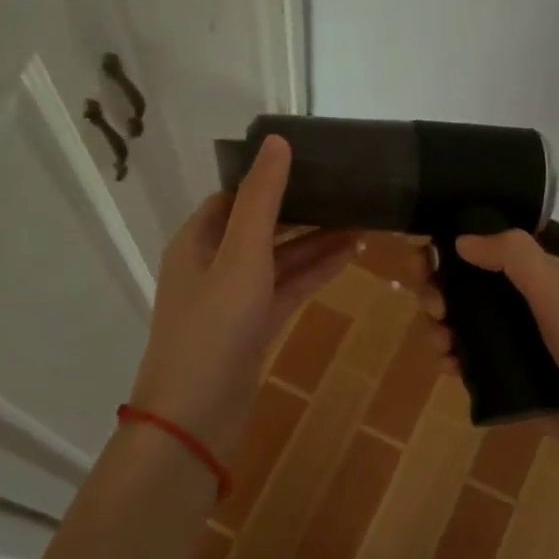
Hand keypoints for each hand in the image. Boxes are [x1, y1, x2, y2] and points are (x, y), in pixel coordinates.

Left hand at [130, 135, 357, 460]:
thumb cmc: (213, 327)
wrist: (196, 417)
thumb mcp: (241, 255)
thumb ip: (262, 200)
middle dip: (303, 209)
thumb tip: (277, 140)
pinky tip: (350, 257)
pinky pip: (287, 288)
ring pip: (279, 258)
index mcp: (197, 240)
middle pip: (261, 225)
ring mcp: (234, 298)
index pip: (236, 195)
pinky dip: (314, 272)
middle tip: (349, 191)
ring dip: (315, 241)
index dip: (271, 177)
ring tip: (362, 222)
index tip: (314, 162)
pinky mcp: (253, 326)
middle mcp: (212, 263)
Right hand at [445, 231, 558, 497]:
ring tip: (441, 342)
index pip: (485, 251)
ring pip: (463, 326)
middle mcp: (525, 306)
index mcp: (540, 276)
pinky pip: (470, 363)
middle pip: (466, 288)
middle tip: (434, 307)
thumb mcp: (555, 289)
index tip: (421, 261)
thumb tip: (460, 239)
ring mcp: (517, 345)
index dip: (448, 251)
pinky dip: (452, 360)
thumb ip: (512, 257)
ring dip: (440, 327)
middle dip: (438, 291)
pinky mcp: (510, 380)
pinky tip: (449, 367)